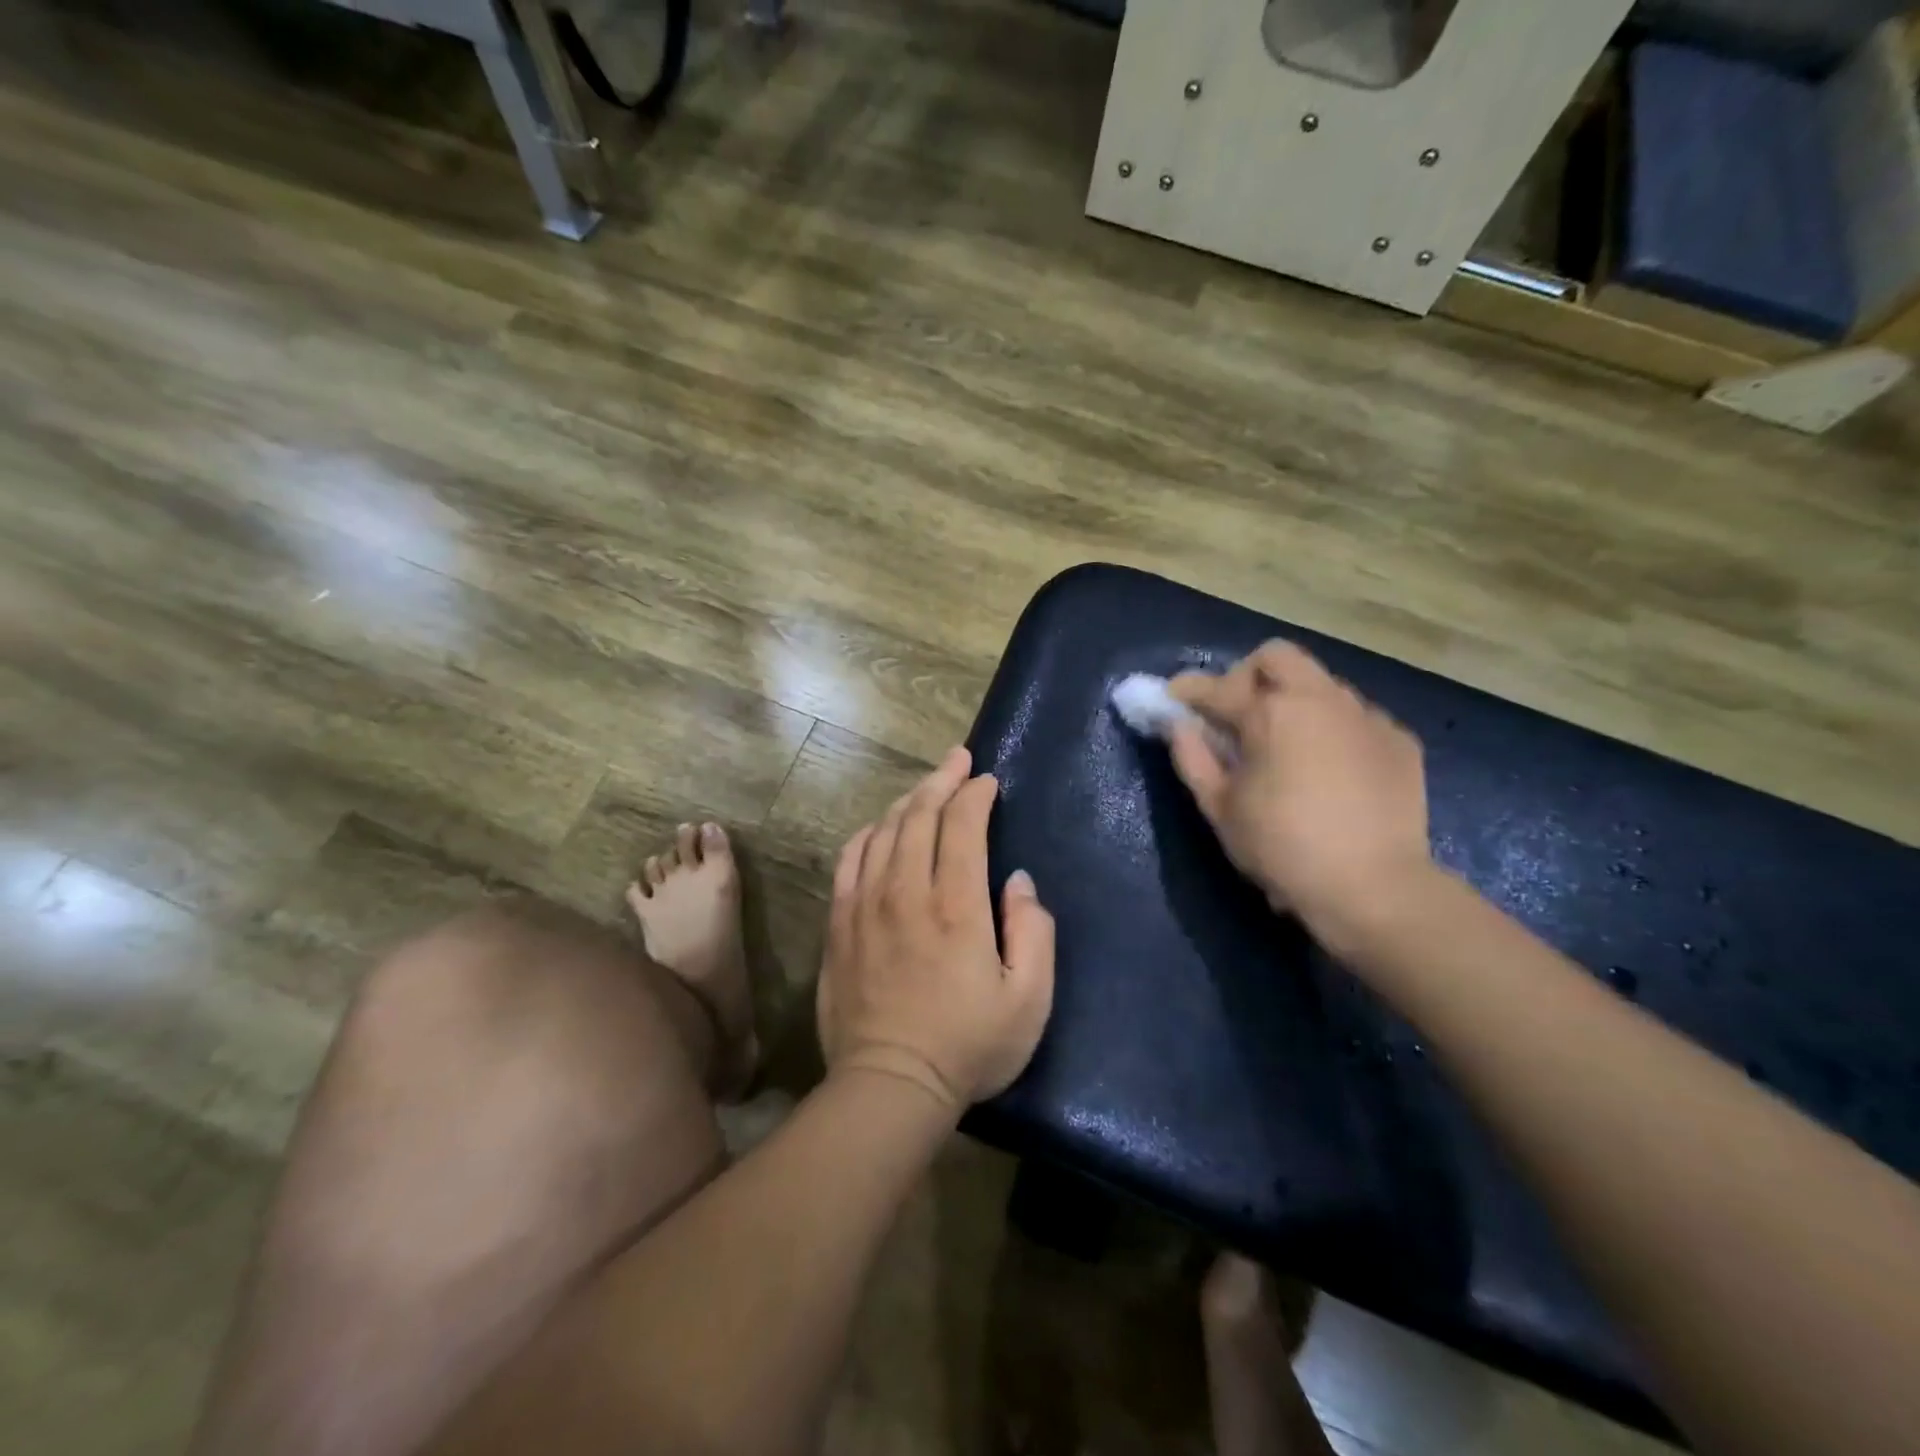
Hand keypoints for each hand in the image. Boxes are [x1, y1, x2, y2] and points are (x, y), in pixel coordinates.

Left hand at [817, 747, 1055, 1109]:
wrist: (889, 1085)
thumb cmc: (968, 1046)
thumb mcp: (1029, 999)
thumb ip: (1033, 930)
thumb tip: (1015, 881)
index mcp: (956, 906)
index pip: (961, 826)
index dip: (975, 794)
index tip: (987, 781)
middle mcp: (906, 892)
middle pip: (919, 815)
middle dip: (942, 780)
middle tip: (958, 761)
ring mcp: (865, 905)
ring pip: (884, 830)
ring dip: (908, 801)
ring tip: (927, 788)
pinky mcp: (839, 923)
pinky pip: (849, 859)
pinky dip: (868, 833)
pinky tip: (880, 827)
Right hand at [1168, 642, 1431, 936]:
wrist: (1373, 887)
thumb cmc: (1282, 848)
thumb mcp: (1220, 809)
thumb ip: (1193, 758)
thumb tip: (1179, 725)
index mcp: (1270, 713)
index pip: (1218, 686)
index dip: (1188, 689)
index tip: (1172, 696)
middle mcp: (1320, 699)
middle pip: (1276, 657)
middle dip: (1246, 675)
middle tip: (1236, 713)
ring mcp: (1366, 715)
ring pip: (1320, 683)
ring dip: (1292, 700)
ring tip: (1284, 743)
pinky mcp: (1398, 739)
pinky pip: (1355, 716)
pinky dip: (1331, 728)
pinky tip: (1329, 767)